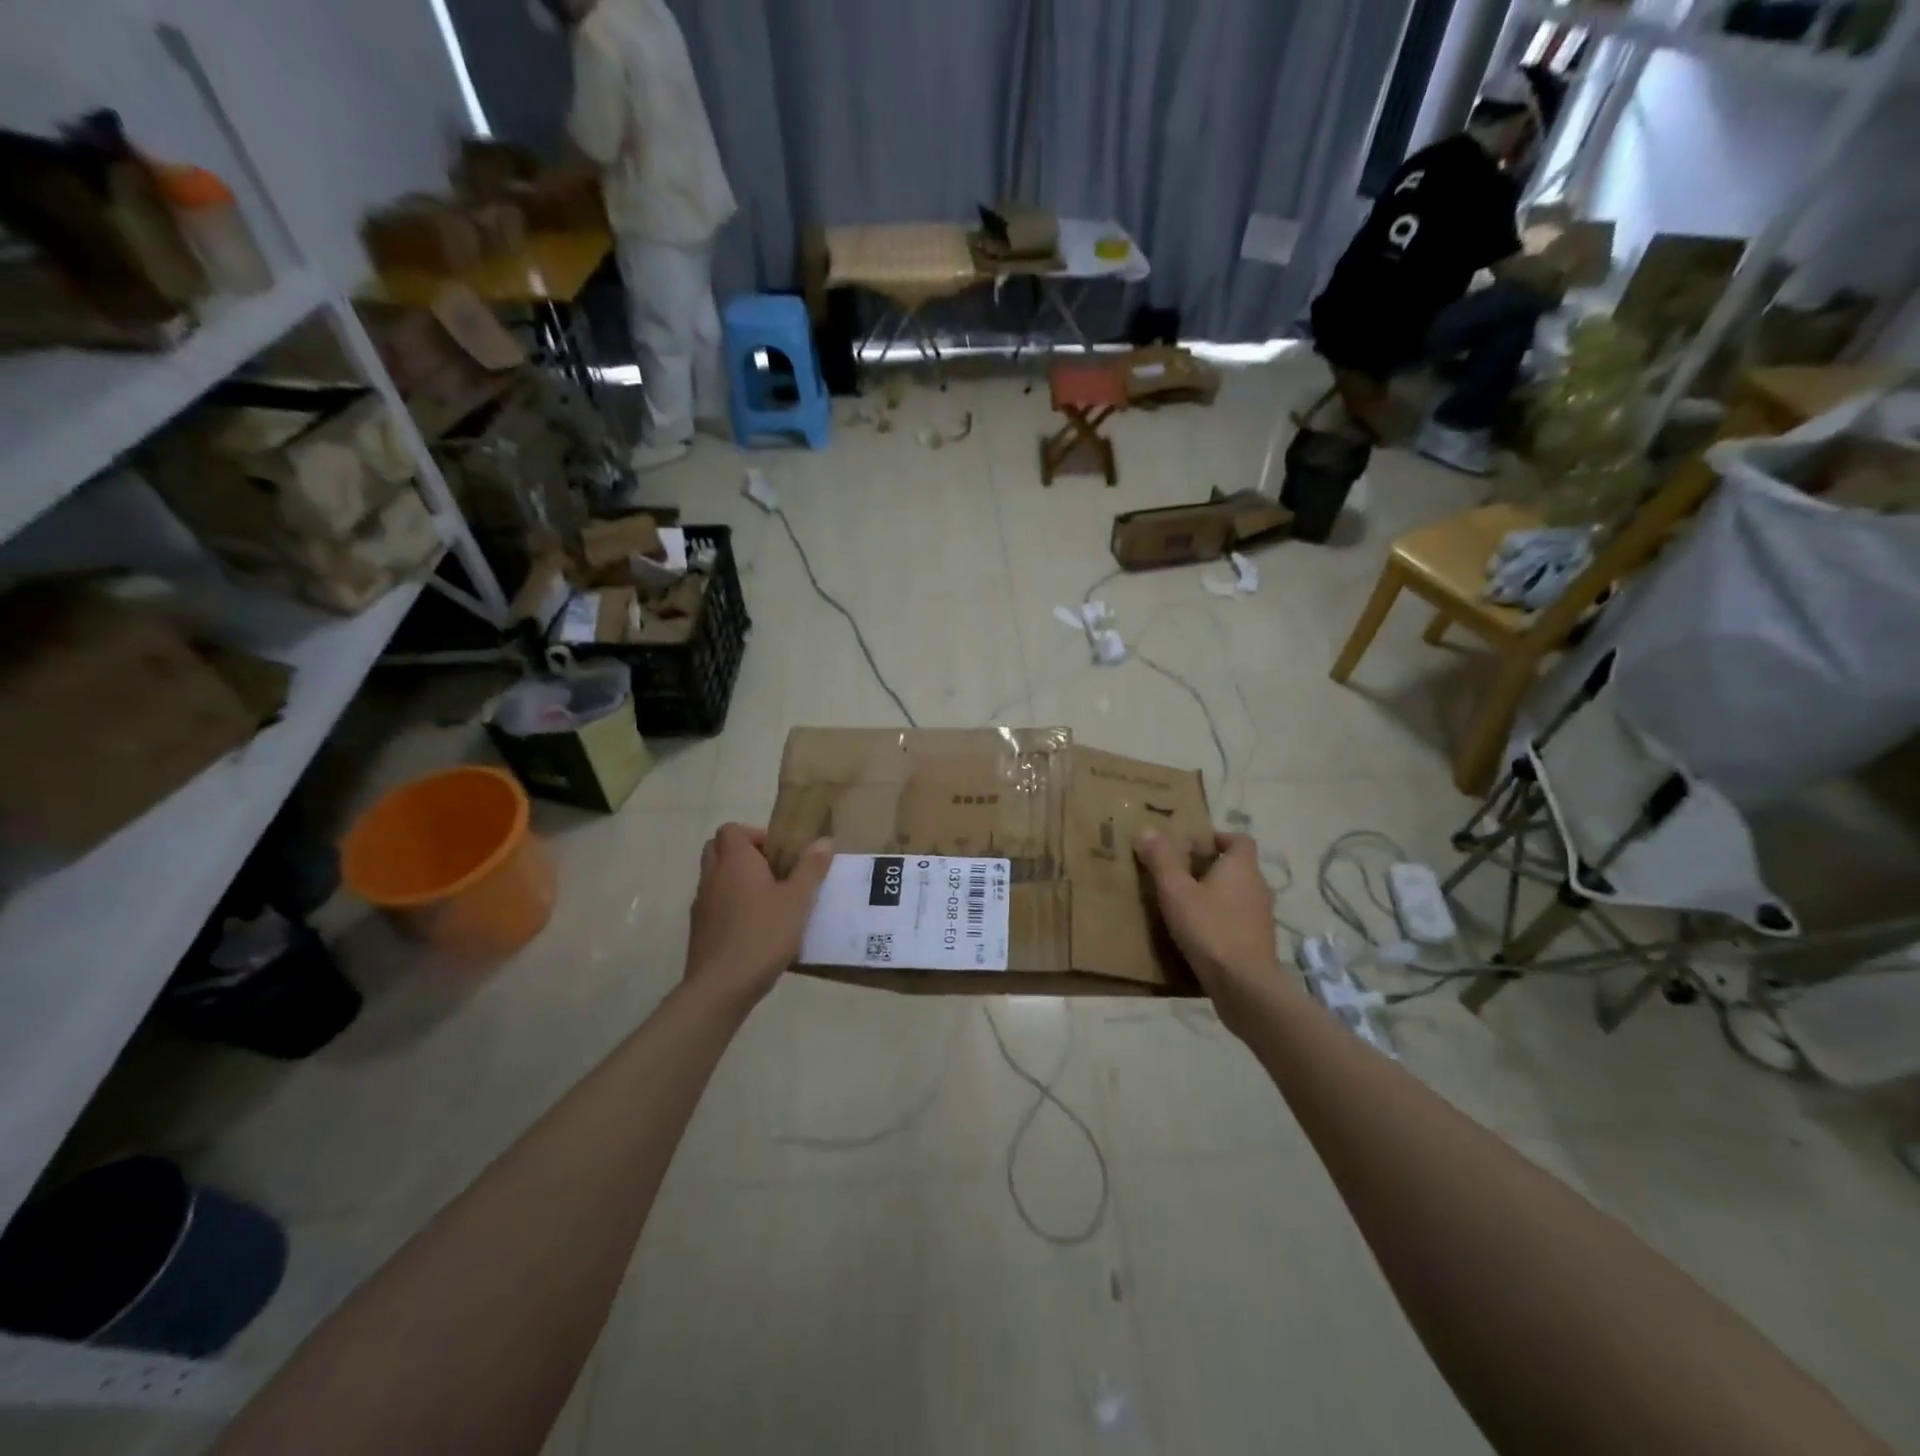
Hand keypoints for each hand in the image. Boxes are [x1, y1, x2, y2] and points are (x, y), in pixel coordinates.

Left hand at [685, 824, 832, 1010]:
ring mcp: (701, 904)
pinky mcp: (699, 929)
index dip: (754, 835)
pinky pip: (713, 904)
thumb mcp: (798, 901)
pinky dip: (729, 906)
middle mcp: (713, 876)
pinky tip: (754, 927)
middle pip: (718, 849)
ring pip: (714, 877)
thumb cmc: (763, 934)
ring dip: (736, 880)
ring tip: (767, 901)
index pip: (731, 830)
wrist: (721, 986)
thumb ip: (811, 869)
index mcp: (735, 861)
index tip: (778, 854)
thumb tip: (823, 841)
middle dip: (743, 854)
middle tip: (772, 872)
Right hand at [1134, 830, 1293, 1029]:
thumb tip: (1146, 830)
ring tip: (1183, 903)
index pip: (1239, 839)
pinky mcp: (1257, 941)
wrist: (1244, 986)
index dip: (1217, 837)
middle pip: (1236, 866)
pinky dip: (1220, 918)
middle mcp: (1257, 886)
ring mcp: (1261, 916)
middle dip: (1209, 866)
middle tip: (1177, 872)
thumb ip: (1161, 859)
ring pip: (1236, 894)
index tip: (1191, 844)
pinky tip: (1197, 932)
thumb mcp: (1176, 891)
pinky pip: (1237, 918)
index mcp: (1242, 868)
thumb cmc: (1210, 929)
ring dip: (1214, 894)